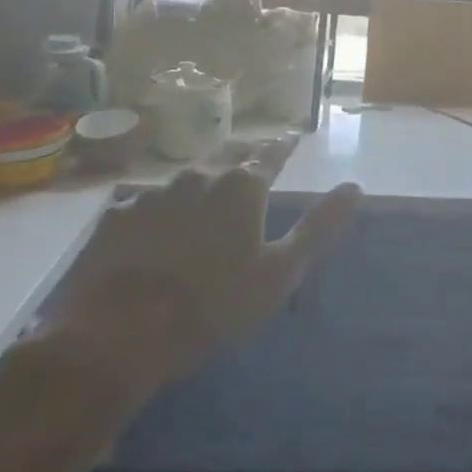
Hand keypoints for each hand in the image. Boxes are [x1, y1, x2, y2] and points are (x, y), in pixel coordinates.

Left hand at [36, 160, 361, 412]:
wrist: (117, 334)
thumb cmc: (212, 304)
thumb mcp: (279, 272)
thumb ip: (318, 227)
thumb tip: (355, 187)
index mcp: (241, 186)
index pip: (271, 152)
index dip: (284, 145)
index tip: (293, 137)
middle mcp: (199, 177)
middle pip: (228, 152)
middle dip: (246, 151)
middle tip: (255, 155)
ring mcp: (152, 193)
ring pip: (188, 175)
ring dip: (205, 178)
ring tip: (210, 188)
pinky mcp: (116, 217)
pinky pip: (148, 202)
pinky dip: (163, 207)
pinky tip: (159, 226)